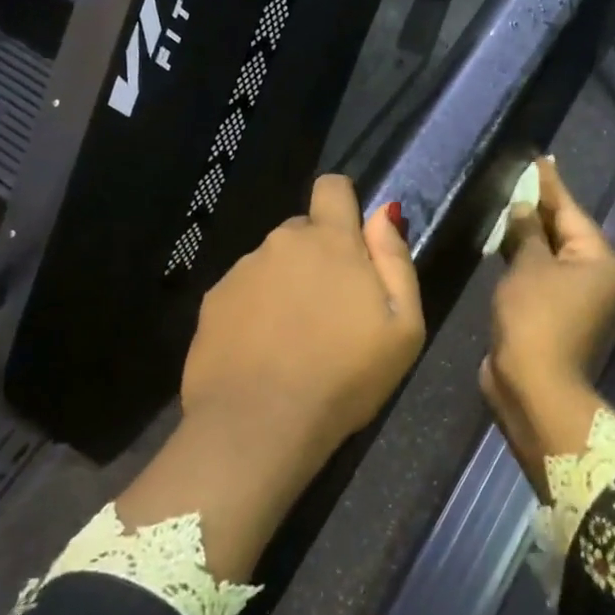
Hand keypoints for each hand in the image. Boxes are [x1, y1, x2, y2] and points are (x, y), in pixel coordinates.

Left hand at [181, 175, 425, 458]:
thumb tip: (383, 213)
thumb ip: (395, 260)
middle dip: (318, 256)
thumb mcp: (402, 326)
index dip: (344, 205)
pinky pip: (243, 292)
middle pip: (303, 231)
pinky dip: (255, 310)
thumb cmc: (344, 376)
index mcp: (329, 241)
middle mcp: (280, 242)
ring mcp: (240, 271)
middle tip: (330, 310)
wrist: (258, 426)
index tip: (352, 243)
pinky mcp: (212, 302)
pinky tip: (263, 352)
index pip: (332, 187)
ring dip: (286, 285)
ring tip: (295, 339)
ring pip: (272, 263)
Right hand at [480, 158, 614, 477]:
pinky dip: (526, 262)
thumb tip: (523, 208)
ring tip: (509, 206)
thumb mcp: (528, 267)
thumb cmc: (535, 319)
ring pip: (553, 258)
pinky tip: (507, 245)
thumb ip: (525, 232)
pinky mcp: (559, 320)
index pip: (571, 212)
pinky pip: (543, 279)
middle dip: (539, 209)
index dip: (550, 185)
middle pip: (566, 234)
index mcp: (601, 262)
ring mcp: (581, 303)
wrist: (534, 388)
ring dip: (530, 237)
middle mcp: (599, 280)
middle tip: (520, 179)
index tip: (539, 159)